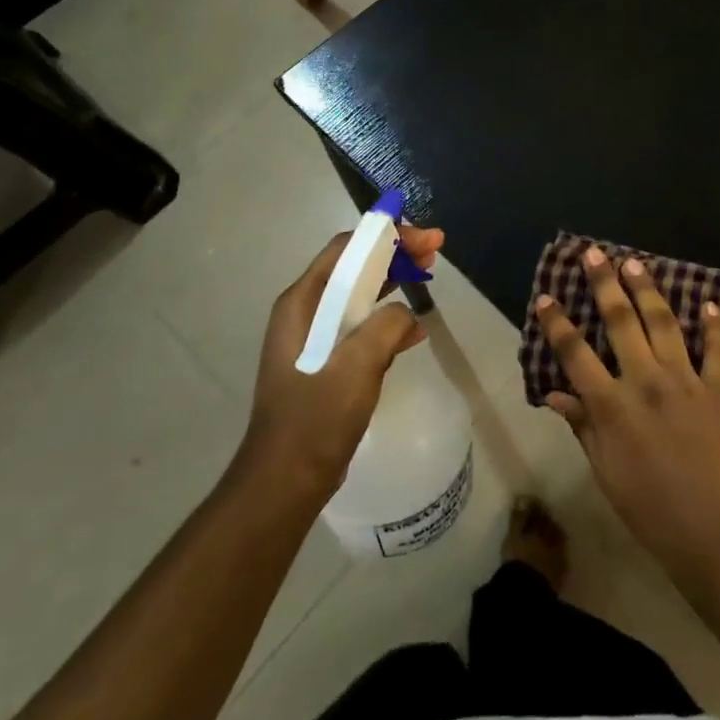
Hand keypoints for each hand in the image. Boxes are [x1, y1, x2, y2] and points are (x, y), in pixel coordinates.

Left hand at [236, 224, 444, 502]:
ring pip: (359, 295)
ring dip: (394, 282)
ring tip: (429, 277)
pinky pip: (360, 326)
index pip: (346, 249)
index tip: (425, 240)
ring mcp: (313, 338)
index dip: (387, 236)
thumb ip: (385, 326)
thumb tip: (404, 313)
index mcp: (302, 303)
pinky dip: (388, 319)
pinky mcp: (326, 362)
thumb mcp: (356, 366)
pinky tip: (415, 331)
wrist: (285, 482)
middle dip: (395, 254)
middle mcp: (304, 312)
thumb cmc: (315, 419)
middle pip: (354, 267)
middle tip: (435, 252)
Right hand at [537, 247, 719, 580]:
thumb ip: (582, 426)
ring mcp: (686, 382)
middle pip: (621, 322)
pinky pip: (718, 351)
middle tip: (595, 254)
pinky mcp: (719, 391)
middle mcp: (646, 382)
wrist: (714, 536)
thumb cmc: (650, 511)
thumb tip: (554, 393)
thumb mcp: (604, 473)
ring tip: (636, 263)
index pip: (575, 354)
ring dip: (648, 290)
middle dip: (605, 284)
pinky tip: (709, 303)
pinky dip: (714, 326)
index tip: (547, 297)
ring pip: (664, 324)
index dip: (558, 323)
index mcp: (612, 406)